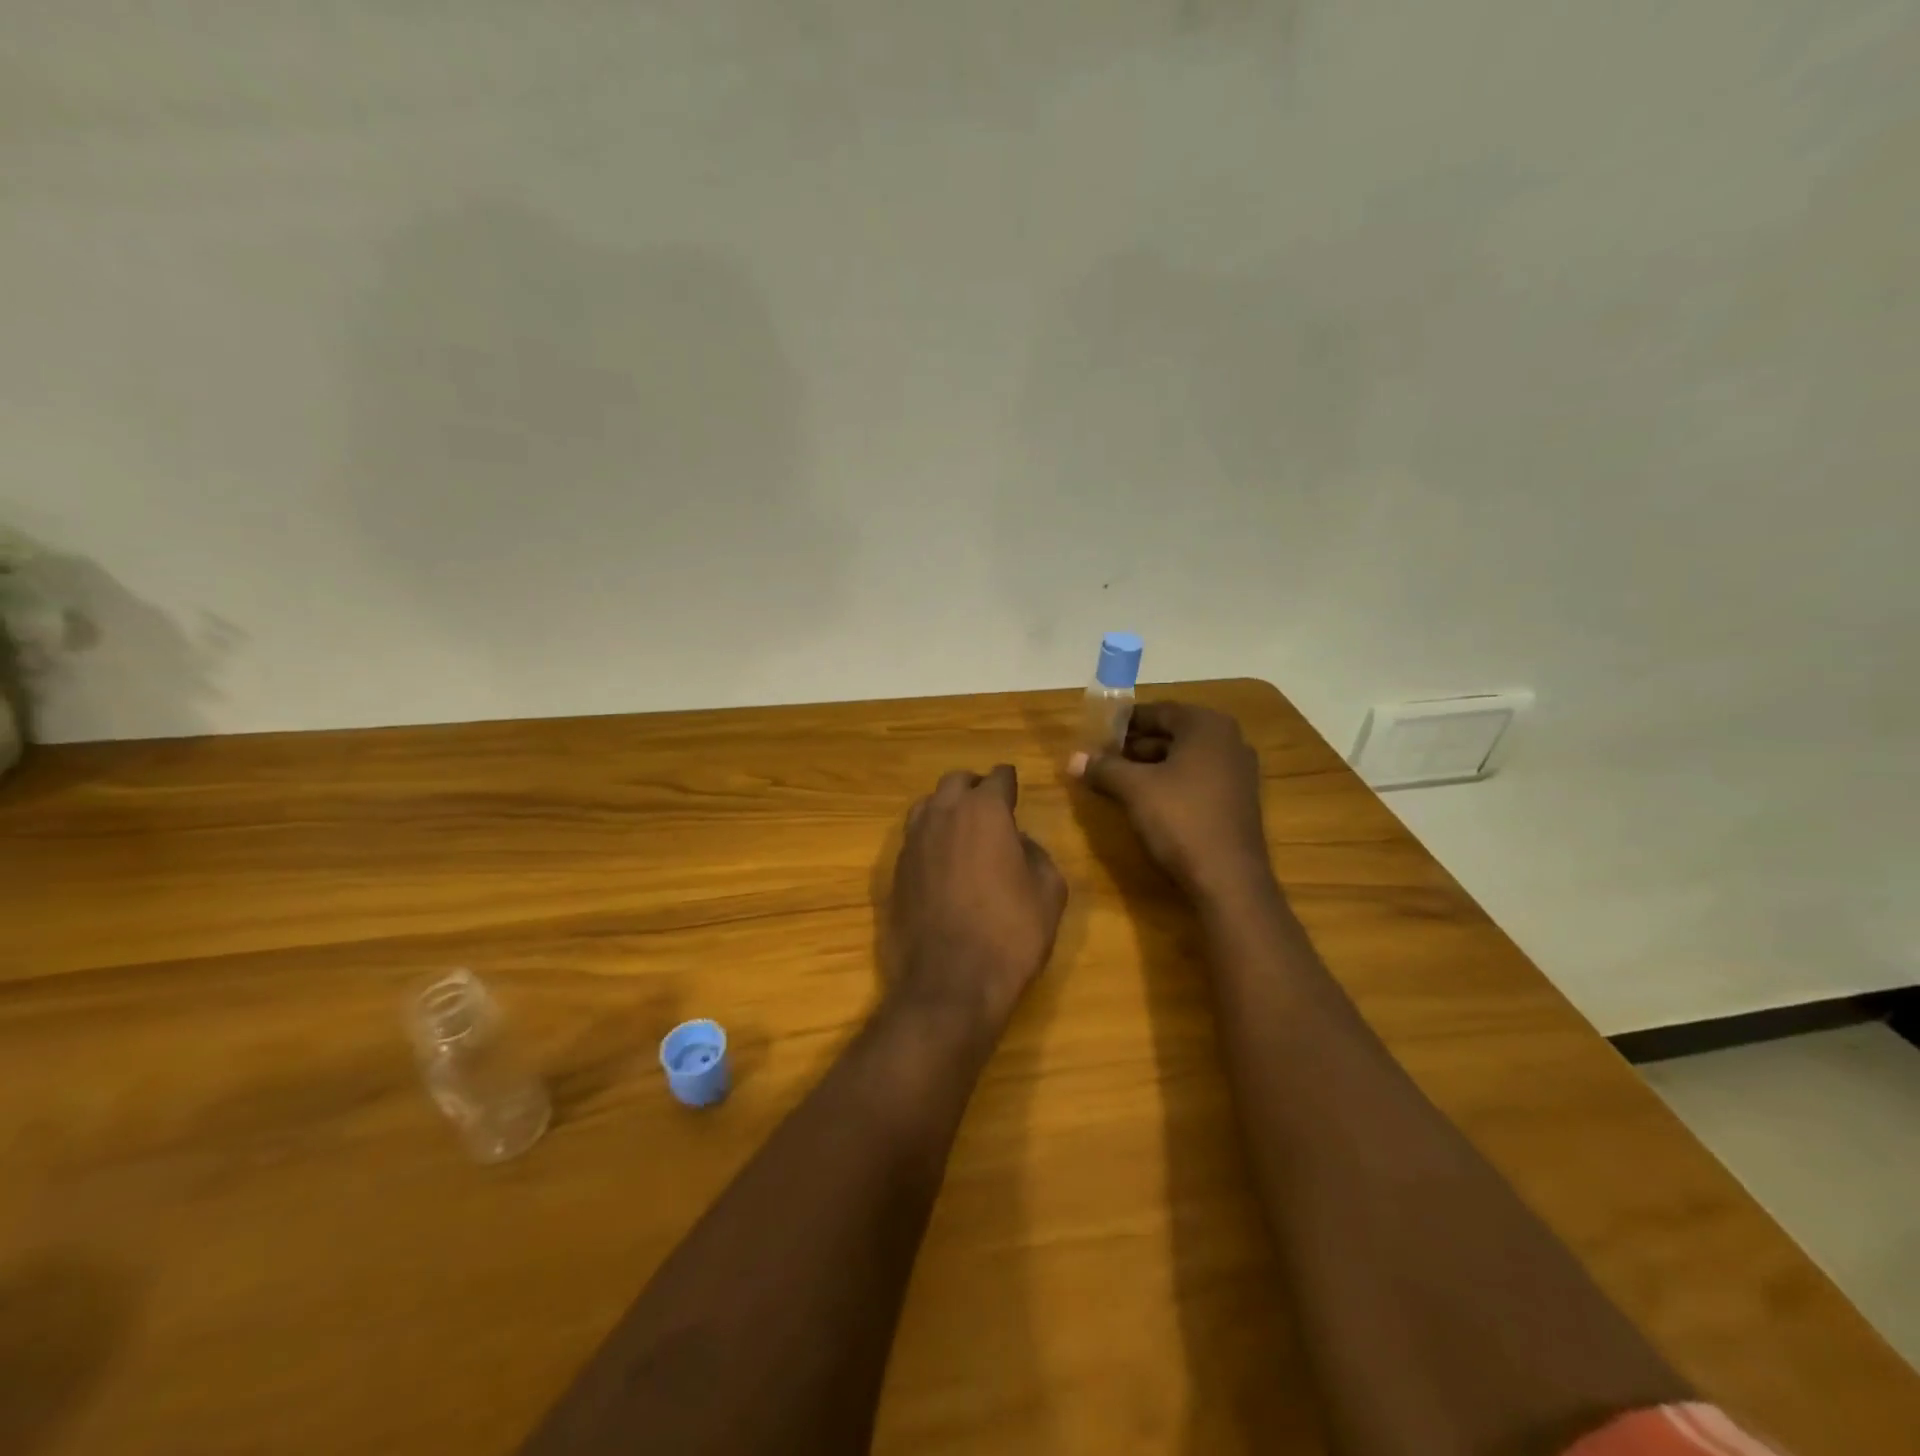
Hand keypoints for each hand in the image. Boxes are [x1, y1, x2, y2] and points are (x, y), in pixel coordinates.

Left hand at [885, 765, 1067, 1033]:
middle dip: (975, 788)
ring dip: (947, 808)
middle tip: (991, 807)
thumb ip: (1037, 854)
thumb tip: (1020, 842)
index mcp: (984, 811)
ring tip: (963, 829)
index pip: (998, 777)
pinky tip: (943, 860)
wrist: (950, 981)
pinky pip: (914, 837)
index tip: (1015, 790)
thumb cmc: (1010, 933)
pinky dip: (930, 837)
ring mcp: (913, 841)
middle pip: (956, 782)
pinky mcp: (895, 870)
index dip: (1009, 782)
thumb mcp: (1049, 892)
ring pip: (928, 805)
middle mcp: (943, 814)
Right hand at [1068, 702, 1272, 903]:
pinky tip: (1146, 801)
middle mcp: (1229, 740)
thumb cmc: (1181, 820)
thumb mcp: (1134, 790)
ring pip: (1184, 758)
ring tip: (1117, 781)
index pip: (1157, 711)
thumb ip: (1103, 768)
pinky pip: (1197, 779)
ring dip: (1151, 766)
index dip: (1123, 723)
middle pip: (1172, 734)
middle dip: (1135, 745)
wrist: (1229, 879)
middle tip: (1103, 759)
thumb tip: (1073, 758)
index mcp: (1206, 726)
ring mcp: (1238, 772)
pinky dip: (1171, 783)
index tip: (1097, 736)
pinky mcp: (1237, 801)